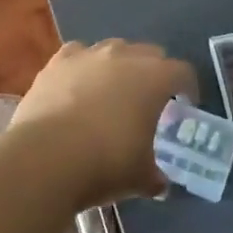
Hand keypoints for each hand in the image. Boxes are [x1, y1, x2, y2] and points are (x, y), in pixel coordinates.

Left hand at [1, 40, 197, 208]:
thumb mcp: (140, 177)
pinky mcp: (57, 62)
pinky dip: (83, 67)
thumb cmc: (104, 163)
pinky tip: (77, 85)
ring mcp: (88, 55)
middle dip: (154, 73)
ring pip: (113, 49)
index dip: (188, 88)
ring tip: (112, 92)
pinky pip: (78, 55)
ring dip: (119, 66)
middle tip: (150, 101)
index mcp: (154, 78)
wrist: (45, 157)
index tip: (186, 106)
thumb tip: (158, 183)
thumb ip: (155, 176)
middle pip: (149, 54)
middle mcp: (124, 56)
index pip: (183, 72)